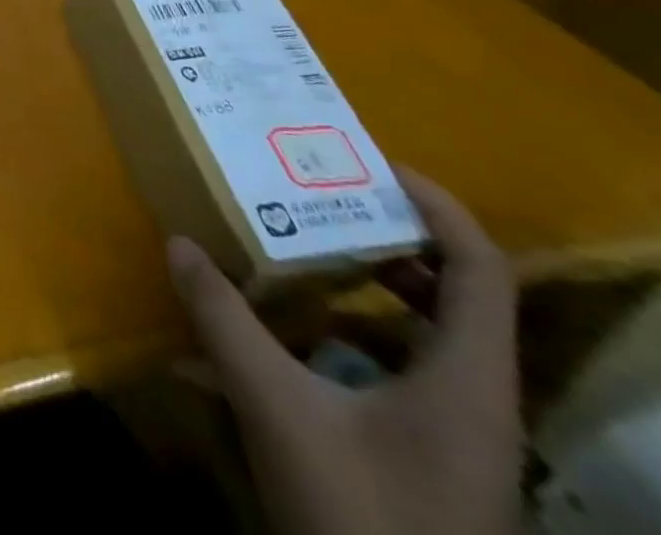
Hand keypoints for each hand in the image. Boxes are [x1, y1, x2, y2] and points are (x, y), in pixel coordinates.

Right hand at [167, 169, 521, 534]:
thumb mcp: (278, 409)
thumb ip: (226, 321)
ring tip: (305, 249)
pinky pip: (405, 372)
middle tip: (322, 196)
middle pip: (459, 295)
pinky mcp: (432, 461)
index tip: (368, 162)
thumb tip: (180, 243)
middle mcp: (478, 401)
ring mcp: (459, 438)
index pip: (480, 268)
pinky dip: (357, 335)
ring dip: (373, 286)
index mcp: (467, 381)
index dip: (435, 204)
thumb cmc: (361, 517)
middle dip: (391, 237)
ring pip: (432, 336)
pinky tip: (296, 335)